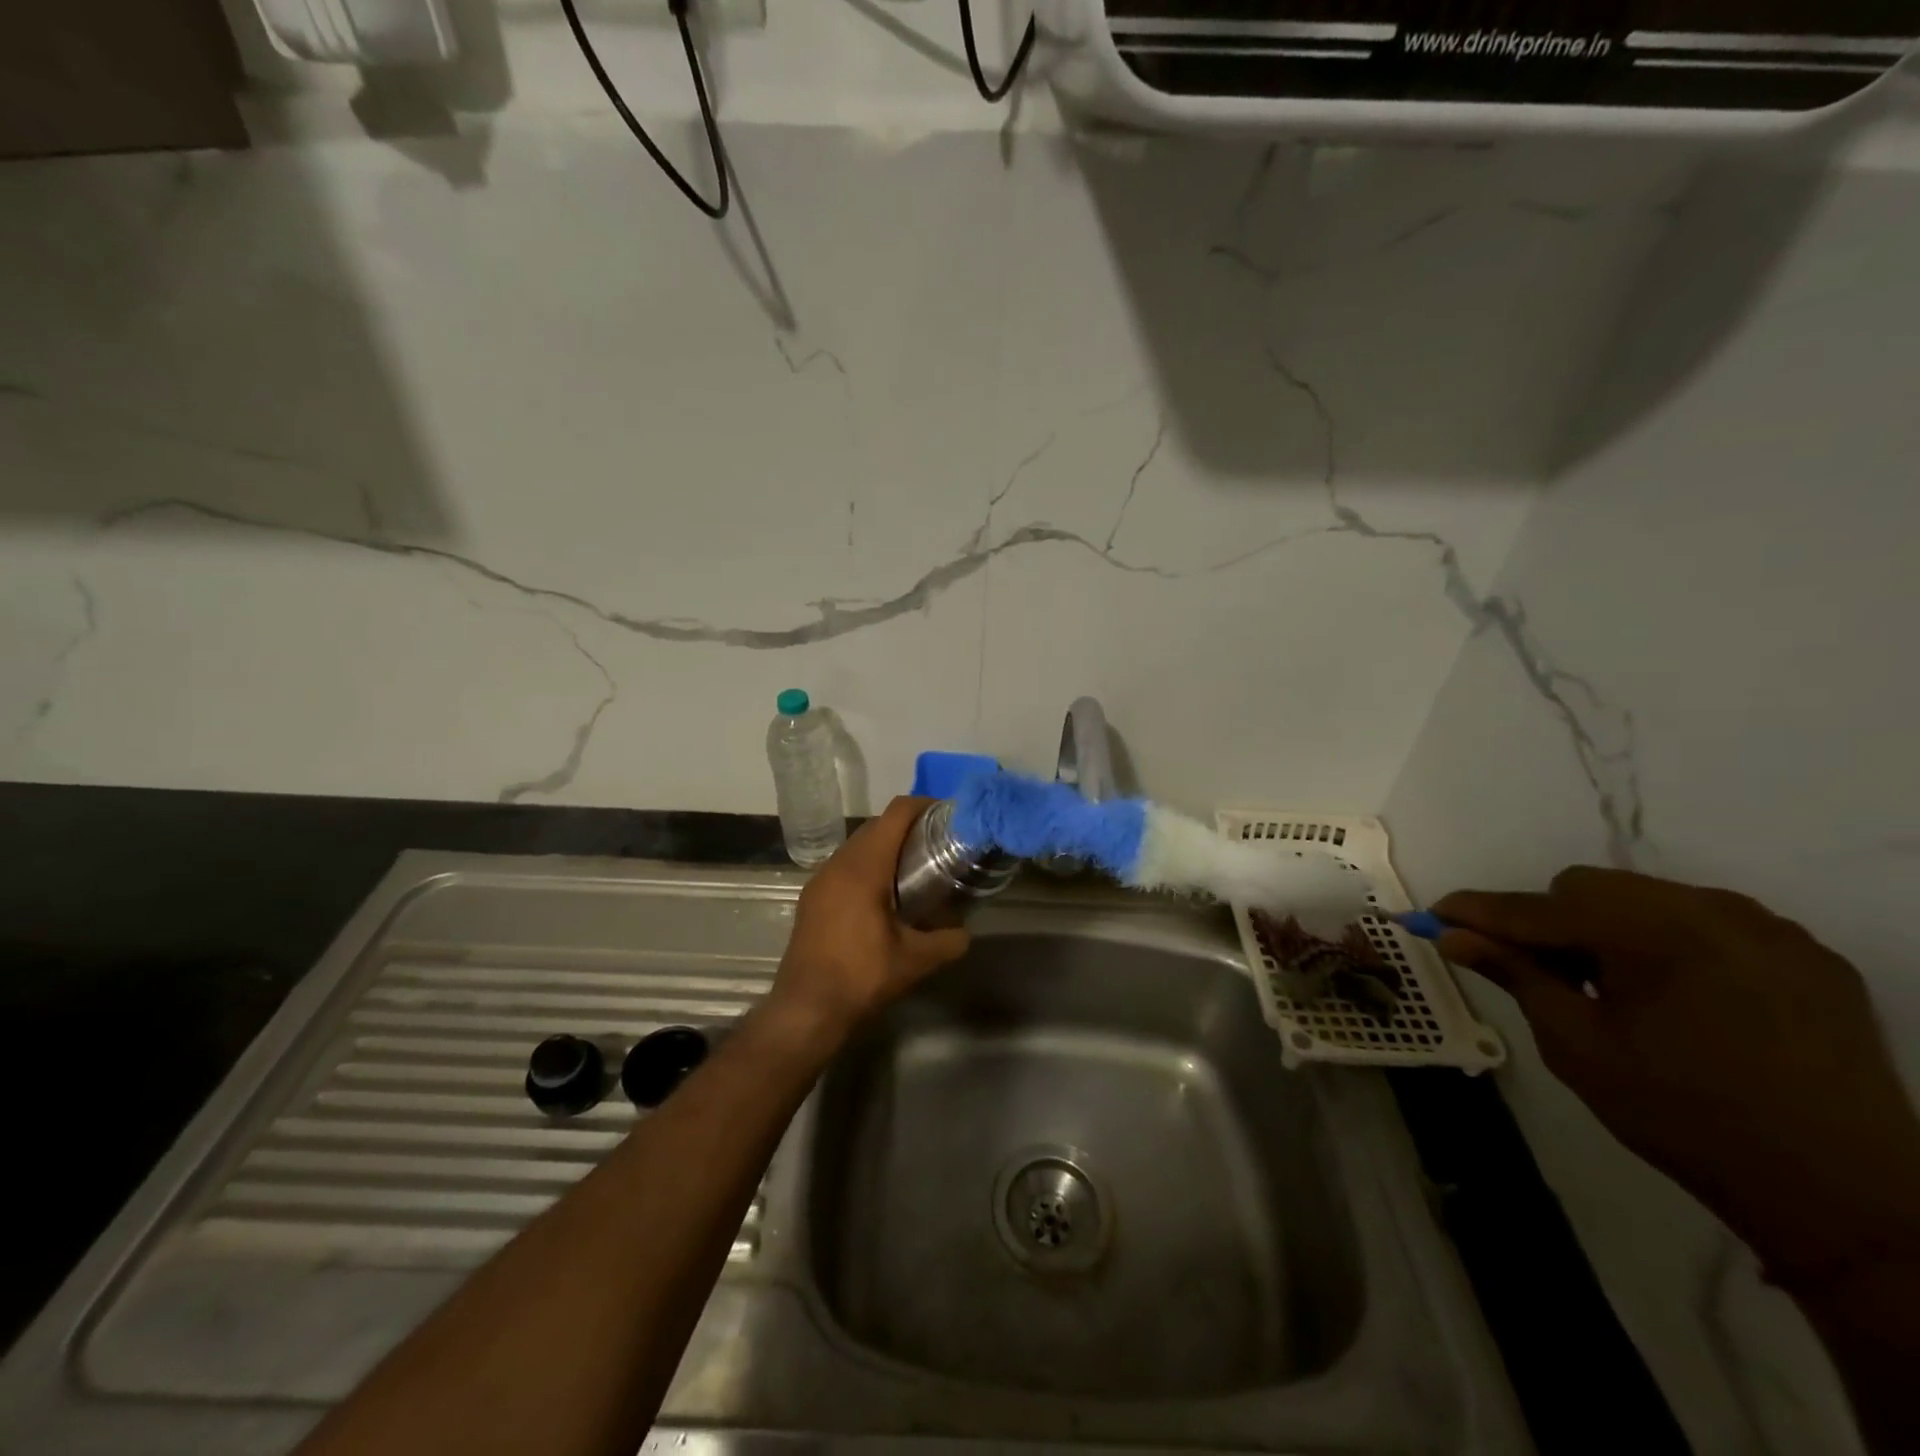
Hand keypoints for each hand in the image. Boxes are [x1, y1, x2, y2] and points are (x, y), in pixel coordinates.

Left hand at [762, 797, 971, 1050]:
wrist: (806, 1009)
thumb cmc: (862, 977)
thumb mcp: (916, 960)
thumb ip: (949, 940)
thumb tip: (965, 931)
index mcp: (864, 867)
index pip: (896, 814)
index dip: (924, 805)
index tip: (948, 815)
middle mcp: (838, 864)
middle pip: (877, 826)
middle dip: (908, 827)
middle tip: (938, 844)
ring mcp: (820, 880)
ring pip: (858, 845)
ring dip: (886, 847)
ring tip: (915, 867)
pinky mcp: (812, 897)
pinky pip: (845, 866)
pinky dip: (868, 866)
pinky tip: (884, 894)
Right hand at [1434, 868, 1919, 1286]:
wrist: (1846, 1198)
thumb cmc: (1683, 1118)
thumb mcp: (1577, 1046)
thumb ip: (1515, 975)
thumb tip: (1453, 934)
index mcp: (1654, 933)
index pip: (1539, 907)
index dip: (1479, 911)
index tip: (1432, 915)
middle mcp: (1713, 910)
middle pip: (1591, 889)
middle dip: (1550, 921)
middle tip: (1539, 973)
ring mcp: (1768, 928)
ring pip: (1645, 898)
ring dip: (1607, 929)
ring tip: (1610, 988)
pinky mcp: (1807, 954)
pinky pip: (1706, 922)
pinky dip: (1666, 943)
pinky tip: (1673, 995)